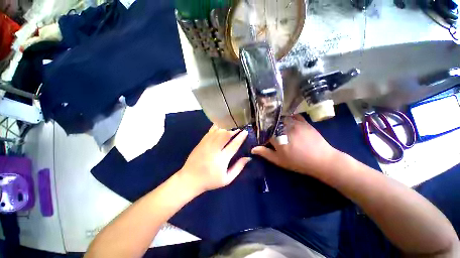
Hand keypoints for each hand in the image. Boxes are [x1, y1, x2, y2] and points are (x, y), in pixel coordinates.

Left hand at [178, 125, 250, 193]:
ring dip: (226, 128)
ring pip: (218, 131)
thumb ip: (238, 168)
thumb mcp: (227, 179)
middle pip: (225, 135)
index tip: (246, 132)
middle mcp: (214, 149)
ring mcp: (206, 144)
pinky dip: (217, 127)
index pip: (234, 145)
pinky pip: (210, 131)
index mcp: (222, 159)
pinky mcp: (201, 142)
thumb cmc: (210, 180)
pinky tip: (221, 126)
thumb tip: (248, 158)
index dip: (241, 137)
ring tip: (232, 128)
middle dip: (234, 130)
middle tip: (239, 128)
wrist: (190, 179)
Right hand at [251, 114, 339, 175]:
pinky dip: (289, 117)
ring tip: (278, 126)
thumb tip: (252, 149)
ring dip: (278, 121)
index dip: (261, 133)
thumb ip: (265, 153)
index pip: (264, 131)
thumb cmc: (298, 162)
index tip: (262, 137)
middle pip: (272, 123)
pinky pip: (293, 116)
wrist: (322, 160)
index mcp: (277, 137)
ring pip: (282, 118)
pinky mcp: (304, 122)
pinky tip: (289, 121)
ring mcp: (294, 123)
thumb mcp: (279, 160)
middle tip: (270, 131)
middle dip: (269, 126)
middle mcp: (284, 127)